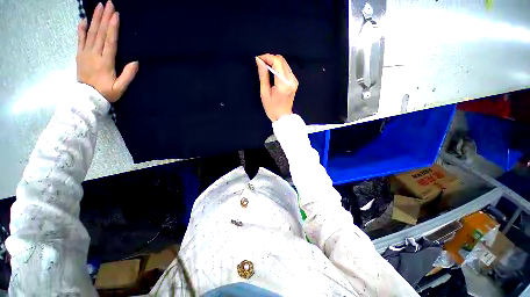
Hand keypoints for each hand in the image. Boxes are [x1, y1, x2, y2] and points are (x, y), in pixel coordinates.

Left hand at [76, 1, 137, 102]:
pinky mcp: (80, 55)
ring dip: (94, 19)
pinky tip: (83, 19)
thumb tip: (136, 62)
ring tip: (98, 6)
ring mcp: (85, 53)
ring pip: (90, 33)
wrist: (87, 98)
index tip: (115, 14)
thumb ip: (128, 75)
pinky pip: (80, 39)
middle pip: (99, 33)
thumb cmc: (106, 93)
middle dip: (104, 17)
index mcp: (105, 62)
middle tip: (108, 3)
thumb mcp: (120, 88)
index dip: (112, 28)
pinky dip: (81, 29)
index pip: (109, 41)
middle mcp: (94, 54)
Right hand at [255, 54, 298, 121]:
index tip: (258, 59)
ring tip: (265, 66)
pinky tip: (272, 71)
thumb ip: (263, 75)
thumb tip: (259, 61)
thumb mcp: (264, 93)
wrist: (283, 117)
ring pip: (285, 63)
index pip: (277, 62)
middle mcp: (291, 80)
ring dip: (274, 62)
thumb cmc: (272, 108)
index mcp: (283, 83)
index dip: (267, 57)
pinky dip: (279, 67)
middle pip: (282, 60)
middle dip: (270, 58)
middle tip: (261, 62)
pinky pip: (286, 69)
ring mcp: (294, 80)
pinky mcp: (294, 82)